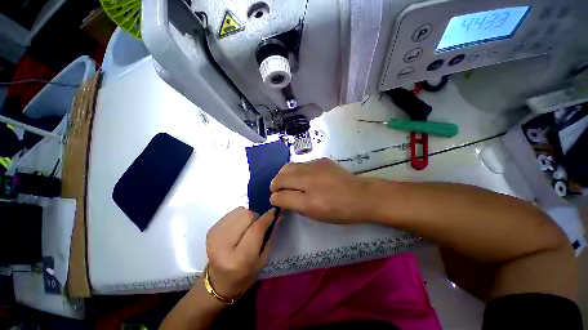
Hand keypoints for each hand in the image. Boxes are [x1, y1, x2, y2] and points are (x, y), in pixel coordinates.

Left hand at [205, 207, 277, 297]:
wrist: (218, 282)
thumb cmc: (245, 274)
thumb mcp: (263, 259)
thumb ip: (271, 235)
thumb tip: (278, 215)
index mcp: (239, 259)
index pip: (256, 229)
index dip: (267, 217)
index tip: (274, 211)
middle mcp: (224, 246)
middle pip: (246, 216)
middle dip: (256, 216)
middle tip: (258, 224)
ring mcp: (215, 236)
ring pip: (239, 211)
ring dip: (248, 215)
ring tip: (248, 226)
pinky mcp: (211, 230)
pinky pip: (231, 213)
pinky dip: (239, 216)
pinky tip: (239, 227)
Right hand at [270, 158, 373, 223]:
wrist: (361, 195)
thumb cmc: (339, 210)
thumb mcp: (314, 214)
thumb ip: (293, 205)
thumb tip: (278, 198)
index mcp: (308, 199)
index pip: (279, 195)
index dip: (275, 198)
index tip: (276, 200)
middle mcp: (308, 179)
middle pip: (281, 176)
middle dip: (276, 184)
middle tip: (279, 190)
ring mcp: (314, 165)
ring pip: (289, 166)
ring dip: (284, 175)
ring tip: (289, 182)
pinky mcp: (320, 159)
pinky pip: (301, 163)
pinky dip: (297, 170)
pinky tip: (304, 176)